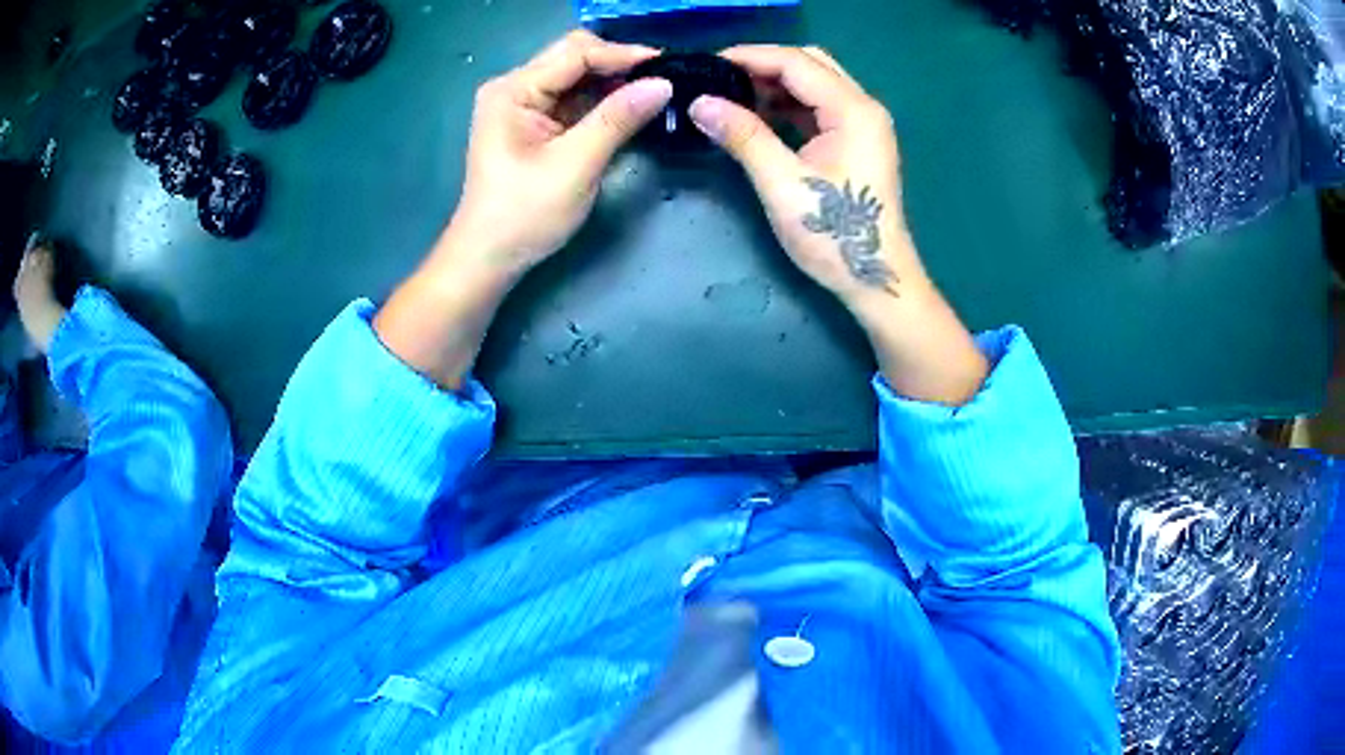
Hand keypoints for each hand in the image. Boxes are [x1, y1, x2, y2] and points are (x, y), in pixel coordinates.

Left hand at [377, 31, 670, 389]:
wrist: (489, 259)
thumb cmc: (524, 215)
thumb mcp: (575, 165)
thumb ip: (617, 119)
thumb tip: (662, 84)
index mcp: (513, 90)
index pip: (576, 54)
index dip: (623, 55)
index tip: (668, 66)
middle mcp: (515, 88)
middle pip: (574, 58)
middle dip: (618, 65)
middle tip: (663, 81)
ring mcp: (523, 106)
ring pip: (577, 77)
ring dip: (614, 82)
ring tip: (654, 93)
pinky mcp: (534, 125)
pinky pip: (574, 100)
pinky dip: (602, 101)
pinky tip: (630, 108)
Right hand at [689, 46, 918, 305]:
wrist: (876, 278)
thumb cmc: (834, 234)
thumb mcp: (782, 183)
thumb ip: (743, 136)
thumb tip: (698, 103)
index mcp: (853, 110)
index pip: (796, 62)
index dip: (749, 57)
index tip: (706, 65)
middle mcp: (863, 107)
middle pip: (810, 64)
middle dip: (763, 65)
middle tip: (719, 79)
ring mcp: (864, 124)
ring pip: (815, 83)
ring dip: (775, 84)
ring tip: (732, 97)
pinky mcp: (858, 142)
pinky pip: (819, 107)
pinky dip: (789, 104)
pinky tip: (760, 116)